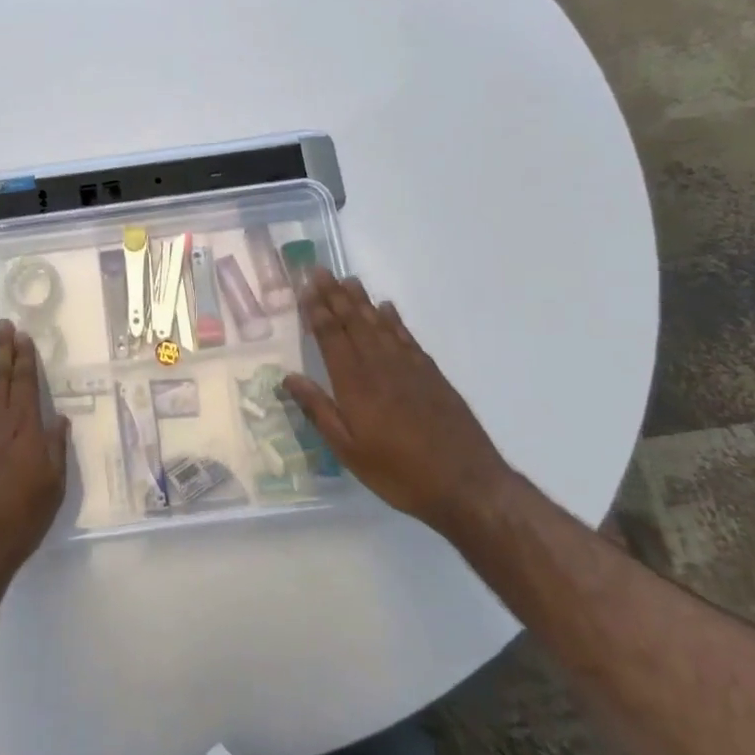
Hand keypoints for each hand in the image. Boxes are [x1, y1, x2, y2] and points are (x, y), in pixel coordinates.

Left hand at [0, 320, 68, 588]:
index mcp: (24, 428)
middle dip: (2, 349)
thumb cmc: (18, 519)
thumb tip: (58, 419)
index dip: (25, 359)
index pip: (26, 383)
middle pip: (0, 377)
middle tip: (1, 324)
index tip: (23, 336)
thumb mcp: (52, 488)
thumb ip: (55, 449)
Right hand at [283, 271, 511, 532]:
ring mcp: (408, 367)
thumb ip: (318, 410)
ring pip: (380, 324)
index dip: (317, 310)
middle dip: (335, 295)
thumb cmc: (398, 472)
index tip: (306, 286)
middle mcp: (380, 366)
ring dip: (362, 301)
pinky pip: (406, 337)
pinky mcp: (431, 375)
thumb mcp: (347, 450)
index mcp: (355, 383)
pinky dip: (394, 320)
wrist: (466, 485)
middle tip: (321, 270)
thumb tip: (288, 377)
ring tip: (349, 280)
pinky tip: (387, 309)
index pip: (332, 336)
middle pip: (354, 322)